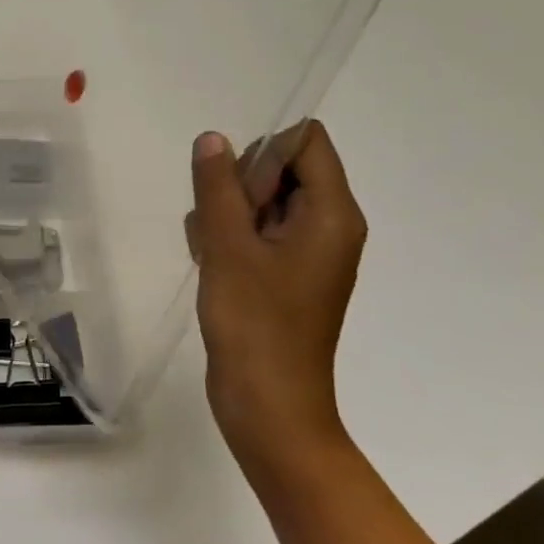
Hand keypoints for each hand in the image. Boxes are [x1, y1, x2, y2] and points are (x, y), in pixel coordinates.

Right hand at [186, 121, 365, 473]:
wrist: (269, 406)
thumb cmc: (256, 323)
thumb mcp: (229, 247)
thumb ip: (219, 187)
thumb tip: (212, 138)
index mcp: (332, 214)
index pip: (306, 142)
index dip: (264, 150)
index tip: (234, 187)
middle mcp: (329, 226)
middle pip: (284, 169)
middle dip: (240, 185)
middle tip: (219, 226)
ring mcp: (307, 253)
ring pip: (263, 202)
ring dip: (228, 214)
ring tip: (212, 252)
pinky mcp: (286, 276)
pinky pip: (258, 233)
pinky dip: (230, 238)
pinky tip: (211, 265)